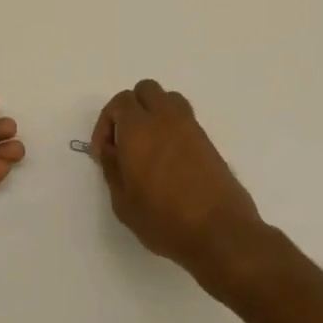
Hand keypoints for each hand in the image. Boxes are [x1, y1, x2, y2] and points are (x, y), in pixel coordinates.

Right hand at [90, 80, 266, 298]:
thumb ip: (112, 168)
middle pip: (145, 91)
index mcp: (139, 129)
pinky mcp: (208, 141)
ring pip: (168, 100)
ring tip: (146, 145)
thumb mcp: (123, 201)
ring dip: (153, 113)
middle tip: (123, 141)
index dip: (106, 123)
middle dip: (130, 109)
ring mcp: (191, 128)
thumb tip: (109, 150)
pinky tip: (167, 159)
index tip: (103, 153)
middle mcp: (165, 119)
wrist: (219, 232)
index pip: (120, 102)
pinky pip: (184, 119)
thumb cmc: (163, 219)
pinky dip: (171, 127)